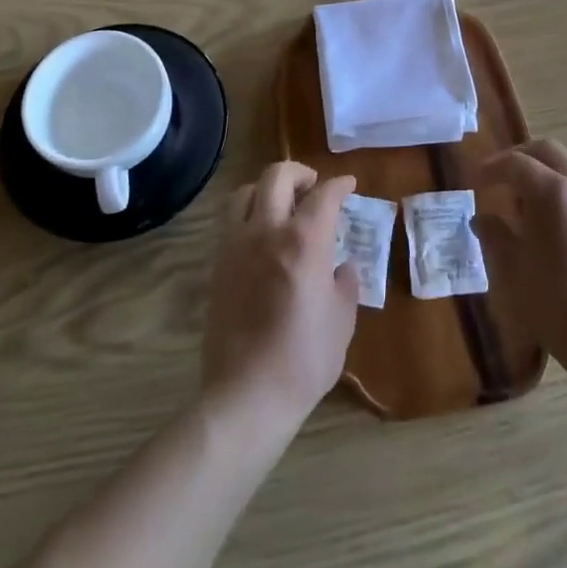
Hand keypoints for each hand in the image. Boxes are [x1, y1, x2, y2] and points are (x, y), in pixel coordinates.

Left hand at [201, 161, 359, 436]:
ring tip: (282, 205)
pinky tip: (261, 236)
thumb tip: (342, 267)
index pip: (324, 195)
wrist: (247, 395)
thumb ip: (345, 284)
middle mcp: (267, 231)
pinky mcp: (218, 265)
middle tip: (313, 187)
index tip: (348, 185)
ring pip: (245, 192)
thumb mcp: (342, 320)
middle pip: (277, 176)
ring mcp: (236, 245)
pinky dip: (248, 214)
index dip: (340, 185)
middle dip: (300, 173)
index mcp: (304, 241)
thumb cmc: (304, 359)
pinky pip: (230, 222)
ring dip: (266, 189)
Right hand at [469, 138, 566, 370]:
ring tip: (530, 201)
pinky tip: (559, 224)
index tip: (475, 180)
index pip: (516, 163)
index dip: (492, 167)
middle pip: (549, 150)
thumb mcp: (513, 270)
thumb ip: (496, 236)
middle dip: (521, 156)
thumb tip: (482, 219)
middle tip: (501, 177)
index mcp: (553, 192)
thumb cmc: (555, 303)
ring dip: (548, 171)